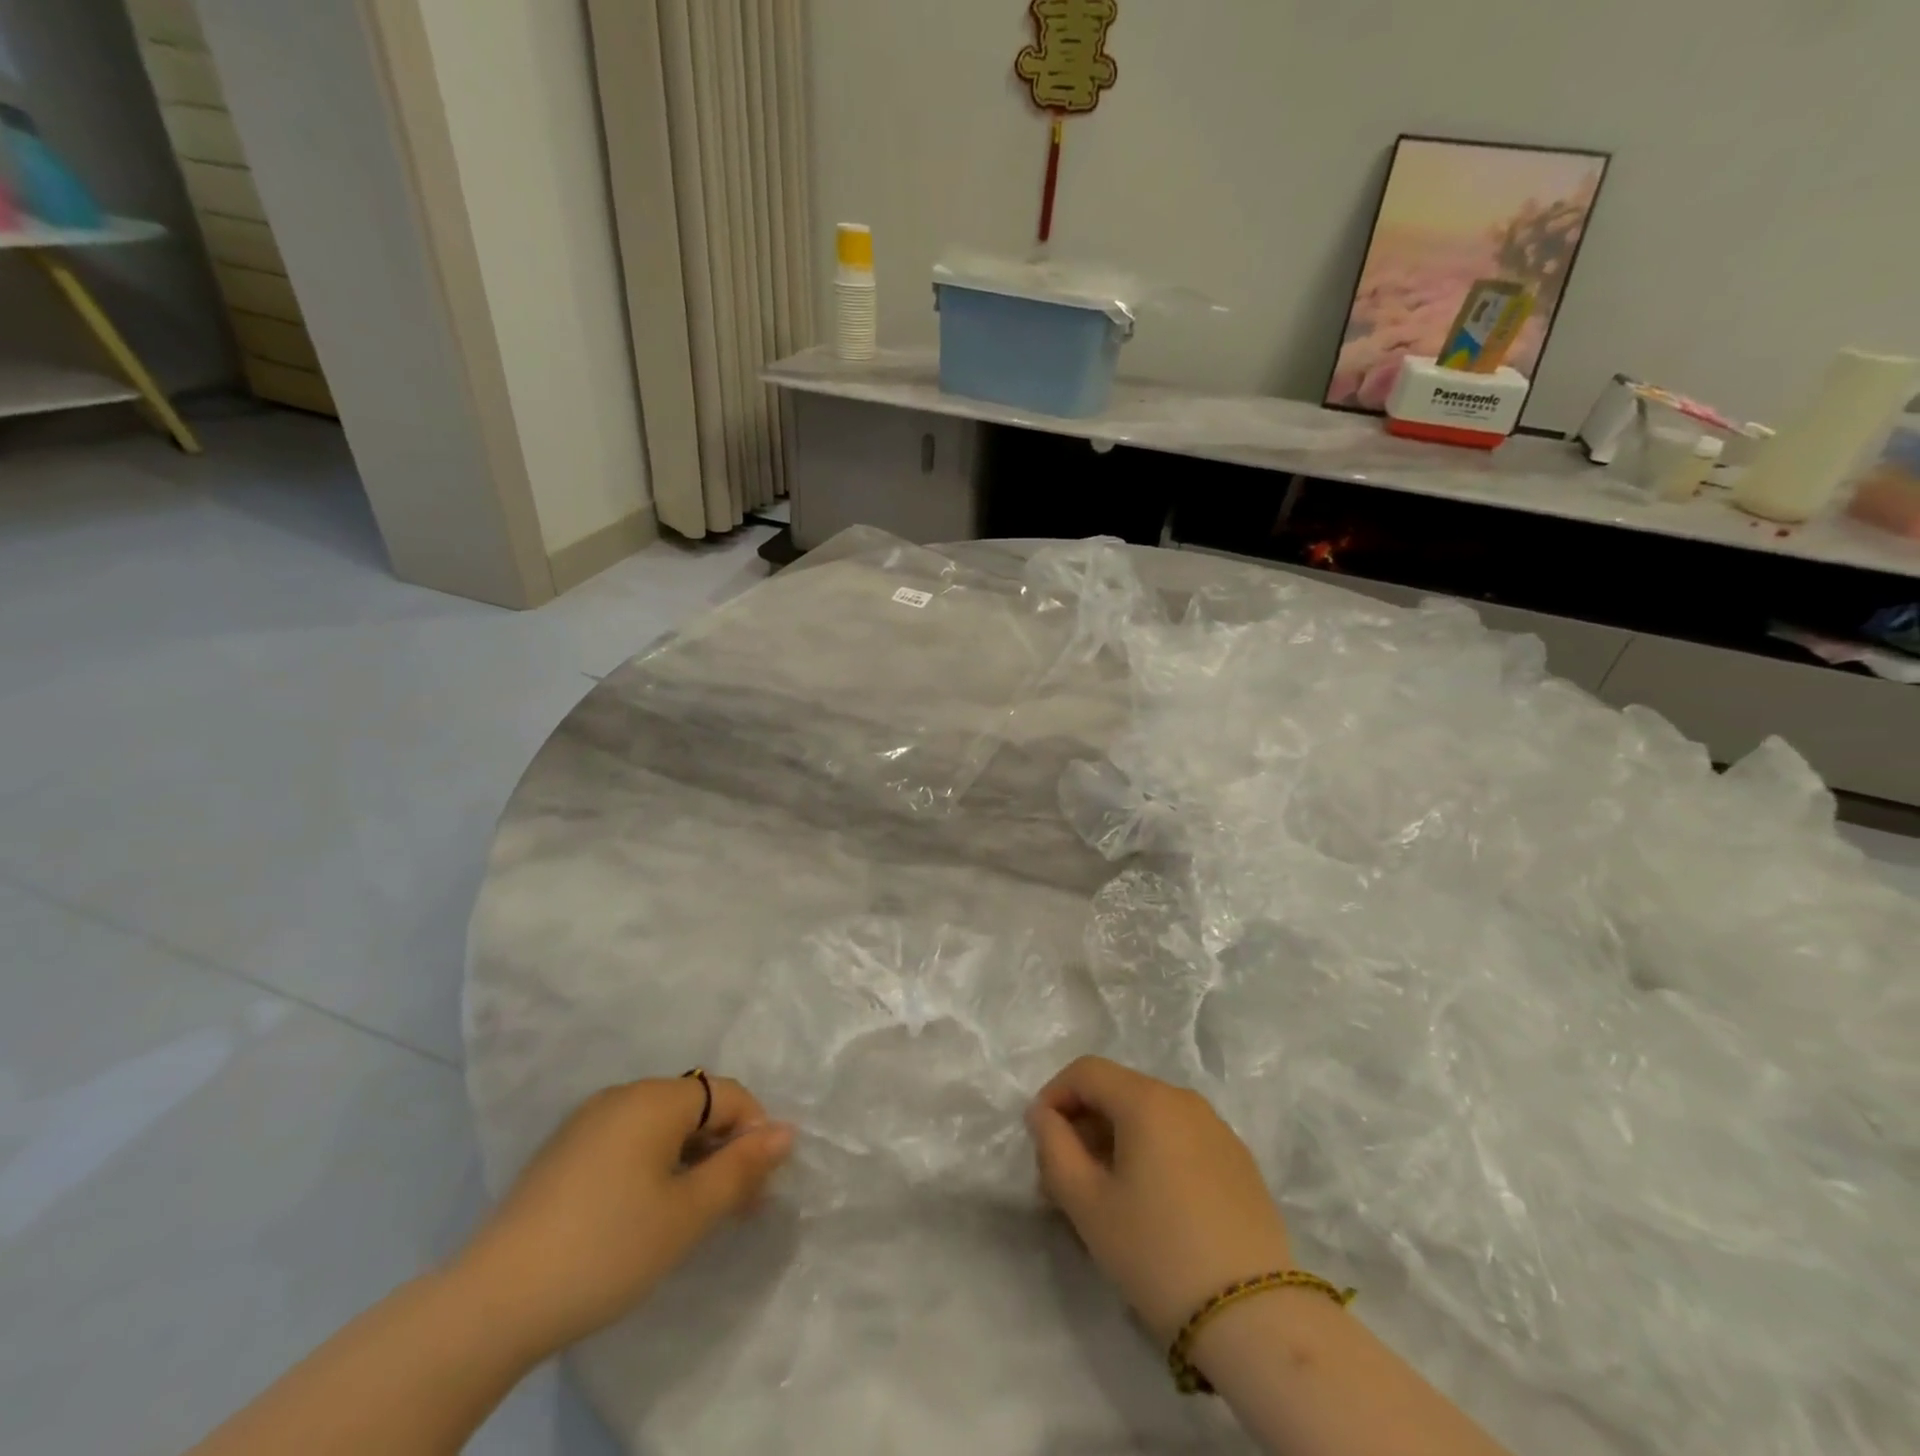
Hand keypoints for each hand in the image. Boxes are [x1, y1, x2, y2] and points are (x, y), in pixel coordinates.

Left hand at [453, 1076, 792, 1359]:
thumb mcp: (687, 1214)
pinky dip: (652, 1165)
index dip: (754, 1134)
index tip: (758, 1188)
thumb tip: (786, 1131)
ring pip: (660, 1126)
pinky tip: (642, 1213)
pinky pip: (628, 1141)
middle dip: (723, 1149)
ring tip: (692, 1215)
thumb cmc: (608, 1247)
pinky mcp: (564, 1152)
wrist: (492, 1302)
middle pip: (694, 1108)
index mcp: (656, 1098)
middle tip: (733, 1208)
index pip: (728, 1095)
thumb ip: (741, 1168)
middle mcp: (623, 1095)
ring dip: (689, 1160)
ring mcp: (587, 1122)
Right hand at [1026, 1057, 1292, 1343]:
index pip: (1086, 1071)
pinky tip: (1152, 1205)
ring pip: (1150, 1116)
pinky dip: (1152, 1153)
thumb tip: (1044, 1115)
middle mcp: (1184, 1100)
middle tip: (1065, 1177)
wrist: (1256, 1319)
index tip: (1040, 1140)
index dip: (1054, 1095)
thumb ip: (1054, 1147)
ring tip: (1105, 1195)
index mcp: (1147, 1100)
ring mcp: (1217, 1129)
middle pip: (1119, 1091)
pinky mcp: (1239, 1161)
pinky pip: (1180, 1138)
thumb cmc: (1157, 1253)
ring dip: (1116, 1140)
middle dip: (1084, 1123)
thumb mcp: (1087, 1204)